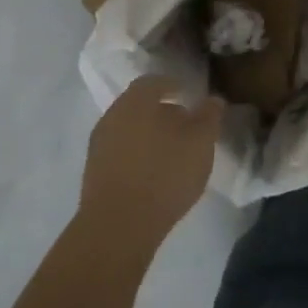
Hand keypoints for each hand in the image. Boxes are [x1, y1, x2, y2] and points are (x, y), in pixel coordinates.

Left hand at [79, 76, 223, 259]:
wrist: (118, 226)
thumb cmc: (164, 174)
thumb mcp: (200, 143)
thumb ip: (209, 117)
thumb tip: (213, 99)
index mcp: (136, 100)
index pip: (154, 82)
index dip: (172, 85)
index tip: (188, 94)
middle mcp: (113, 115)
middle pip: (139, 105)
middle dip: (161, 111)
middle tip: (184, 124)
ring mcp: (99, 144)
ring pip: (129, 129)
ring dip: (148, 134)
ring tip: (172, 151)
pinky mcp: (94, 172)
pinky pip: (121, 152)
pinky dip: (137, 154)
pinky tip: (153, 172)